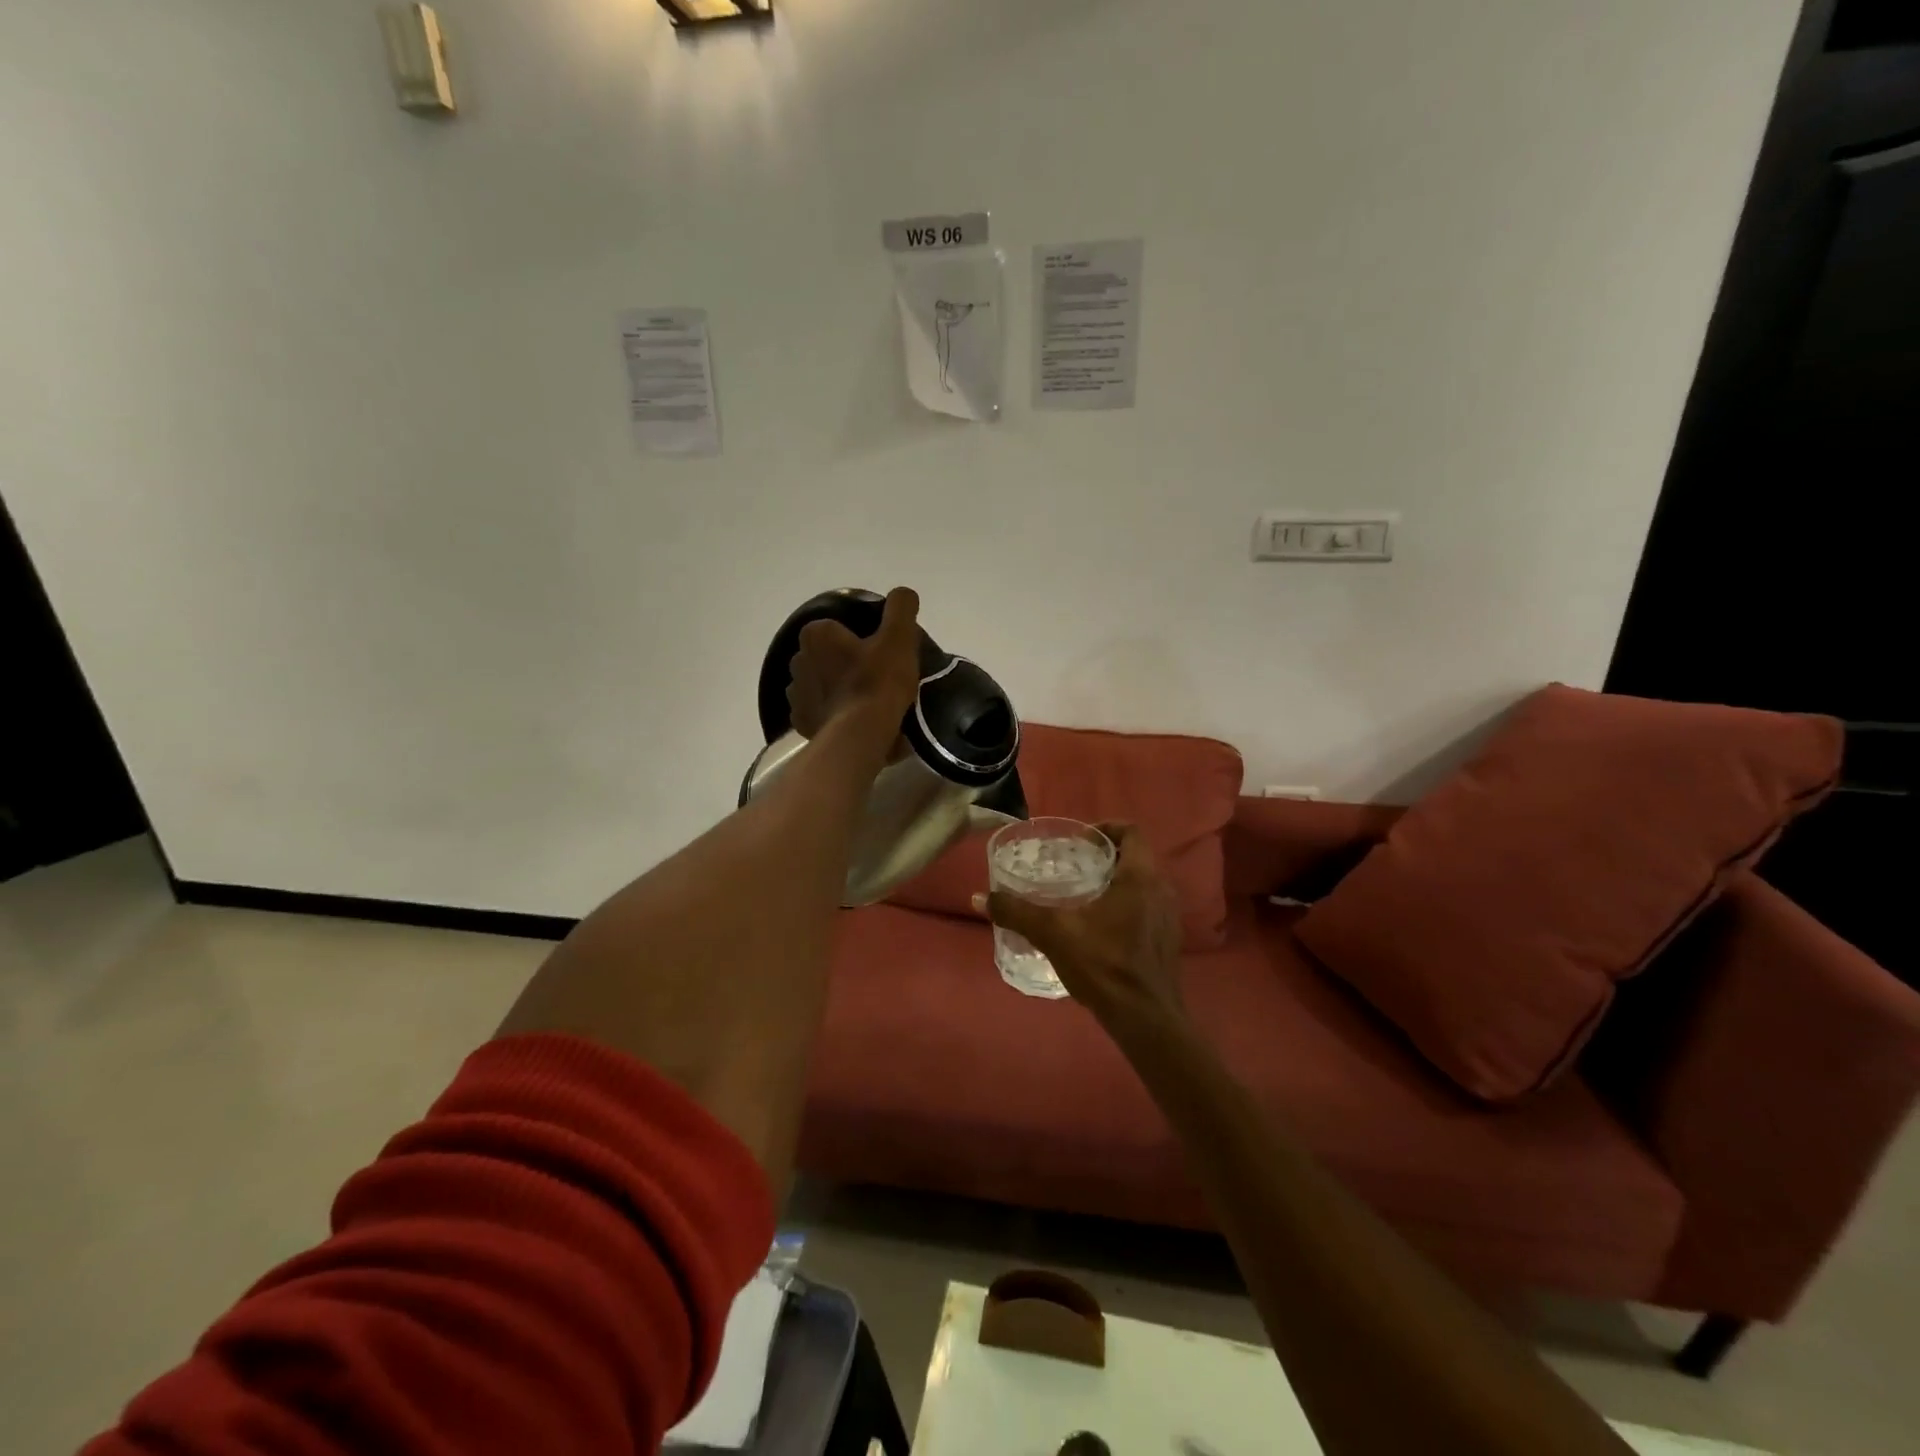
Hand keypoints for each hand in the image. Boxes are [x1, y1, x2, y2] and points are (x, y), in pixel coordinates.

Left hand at [786, 587, 921, 755]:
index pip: (837, 628)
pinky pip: (818, 711)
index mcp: (816, 635)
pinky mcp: (801, 723)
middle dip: (845, 663)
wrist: (860, 736)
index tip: (880, 654)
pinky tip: (852, 721)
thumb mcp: (899, 637)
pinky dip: (832, 713)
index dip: (860, 639)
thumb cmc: (878, 682)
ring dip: (836, 689)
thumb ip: (901, 608)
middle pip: (827, 656)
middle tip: (877, 678)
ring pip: (820, 684)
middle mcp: (798, 660)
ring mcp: (796, 694)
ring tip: (865, 704)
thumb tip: (903, 593)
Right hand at [976, 823, 1185, 1030]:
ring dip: (1115, 881)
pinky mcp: (1167, 941)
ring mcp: (1169, 917)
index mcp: (1140, 877)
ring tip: (1081, 894)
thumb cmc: (1104, 965)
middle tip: (1073, 864)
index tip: (1080, 841)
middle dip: (1105, 856)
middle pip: (1135, 857)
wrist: (1145, 1019)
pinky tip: (1098, 927)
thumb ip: (1017, 912)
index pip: (1131, 832)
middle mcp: (1161, 890)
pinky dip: (1125, 905)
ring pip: (1142, 884)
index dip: (1106, 828)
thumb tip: (980, 898)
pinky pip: (1146, 908)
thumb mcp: (1053, 934)